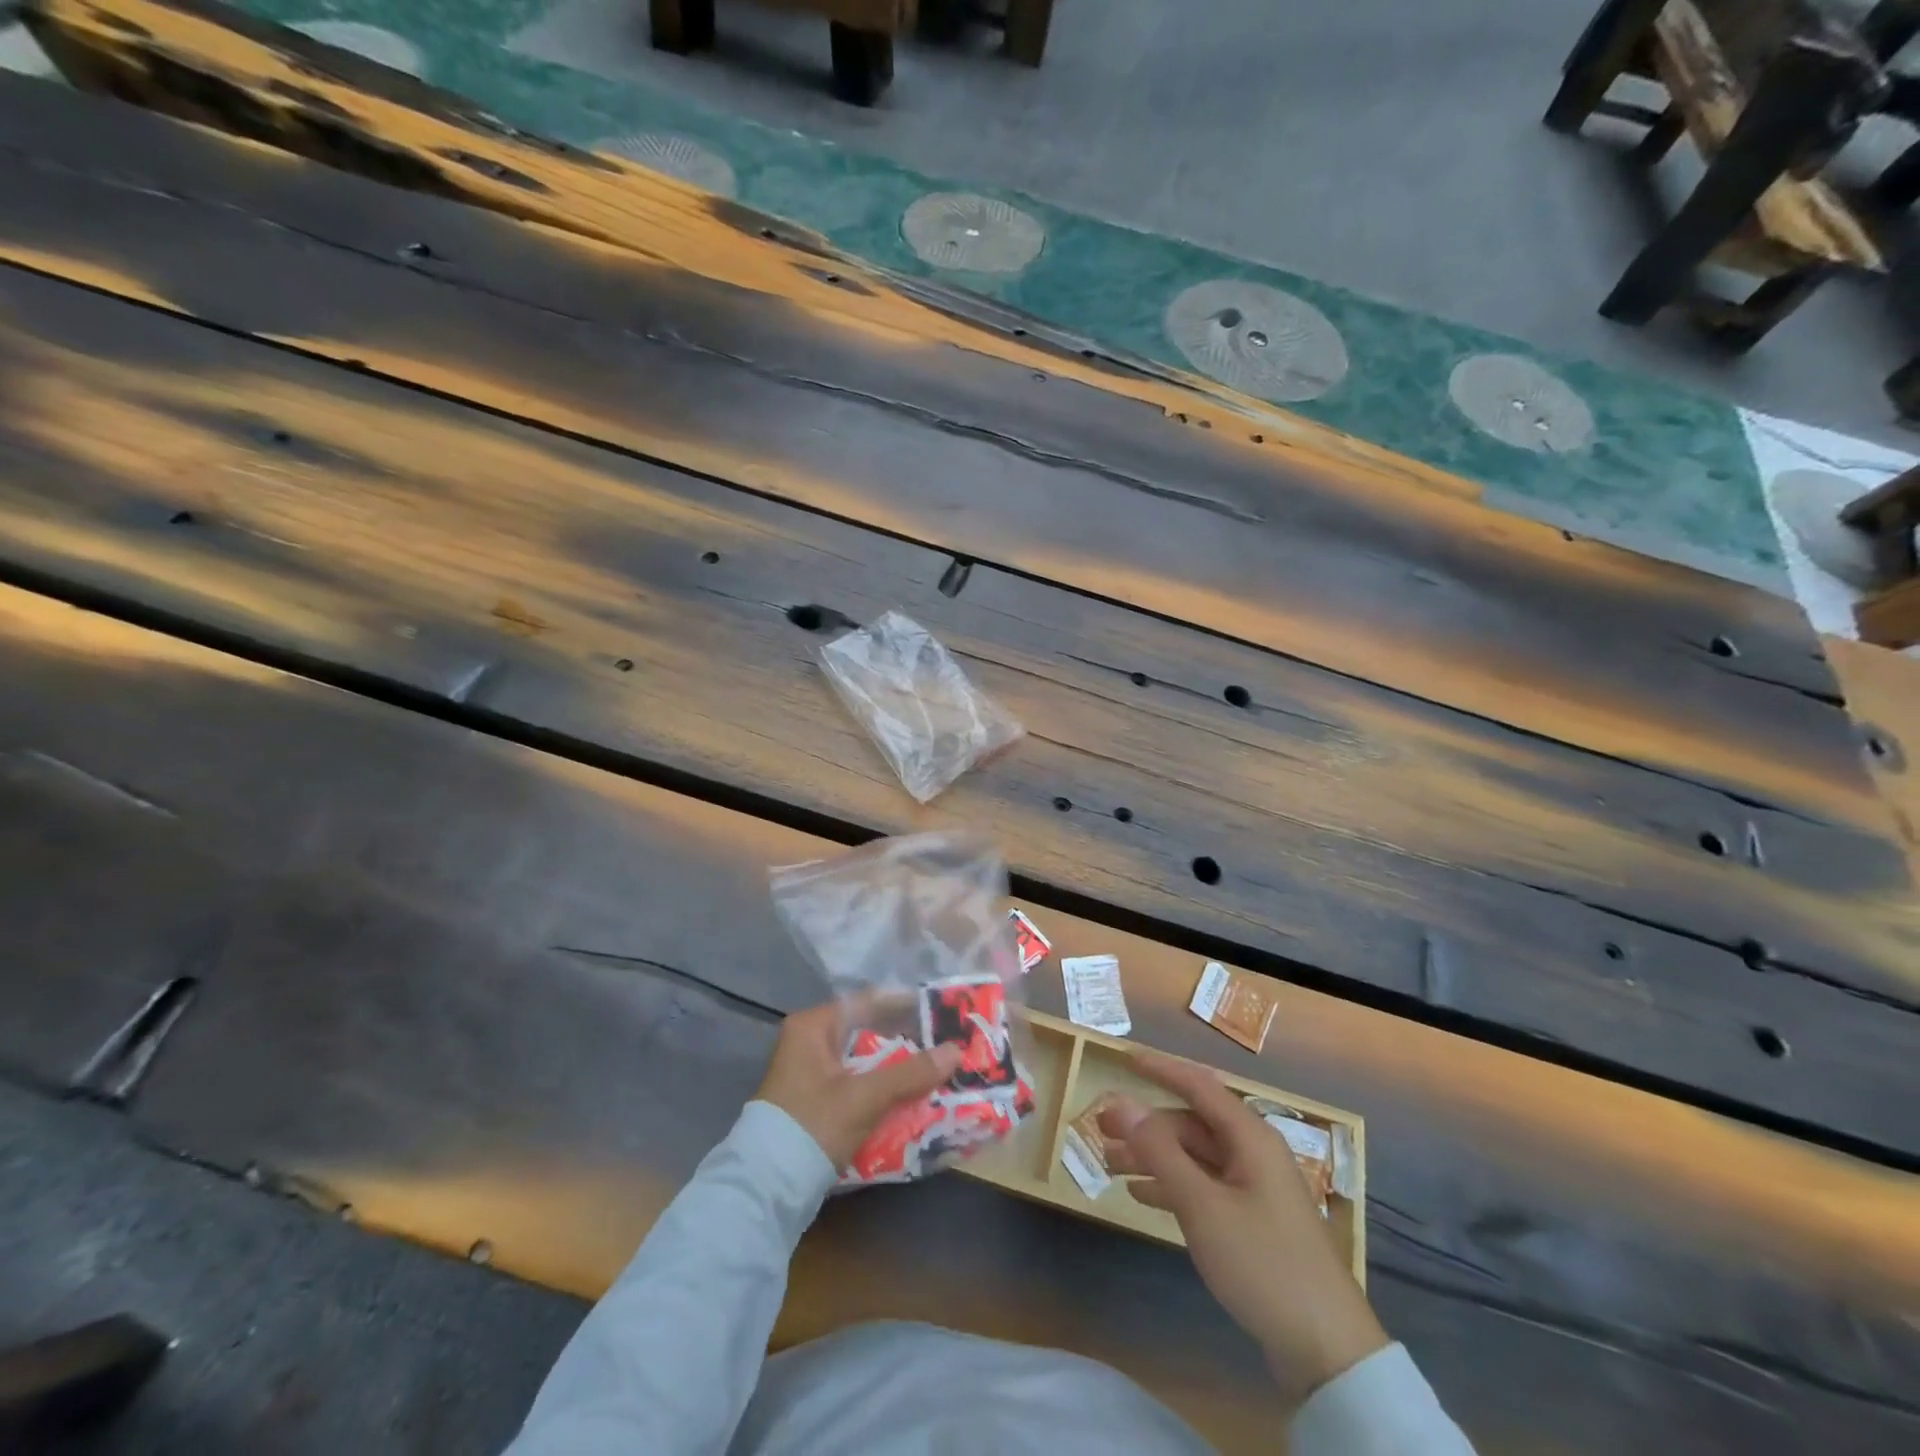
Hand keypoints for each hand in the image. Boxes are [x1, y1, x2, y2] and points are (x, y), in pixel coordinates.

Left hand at [757, 1002, 962, 1169]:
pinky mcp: (814, 1100)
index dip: (906, 1005)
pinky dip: (881, 1087)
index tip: (941, 1012)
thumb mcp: (864, 1097)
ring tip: (936, 1068)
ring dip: (896, 1066)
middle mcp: (809, 1041)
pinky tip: (911, 1096)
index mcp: (813, 1026)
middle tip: (944, 1043)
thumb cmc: (813, 1125)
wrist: (766, 1190)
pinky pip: (857, 1082)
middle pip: (867, 1031)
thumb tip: (955, 1052)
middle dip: (906, 1040)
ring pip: (864, 1059)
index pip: (868, 1001)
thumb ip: (910, 1073)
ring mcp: (810, 1072)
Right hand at [1099, 1050, 1387, 1403]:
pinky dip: (1171, 1186)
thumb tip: (1122, 1102)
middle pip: (1191, 1125)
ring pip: (1194, 1157)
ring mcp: (1254, 1189)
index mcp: (1249, 1137)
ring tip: (1109, 1165)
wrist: (1327, 1351)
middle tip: (1101, 1130)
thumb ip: (1159, 1151)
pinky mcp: (1252, 1222)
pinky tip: (1140, 1195)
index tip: (1124, 1059)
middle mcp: (1252, 1154)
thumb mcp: (1202, 1205)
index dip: (1162, 1069)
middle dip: (1146, 1125)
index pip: (1198, 1085)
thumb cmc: (1263, 1263)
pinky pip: (1203, 1187)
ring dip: (1153, 1157)